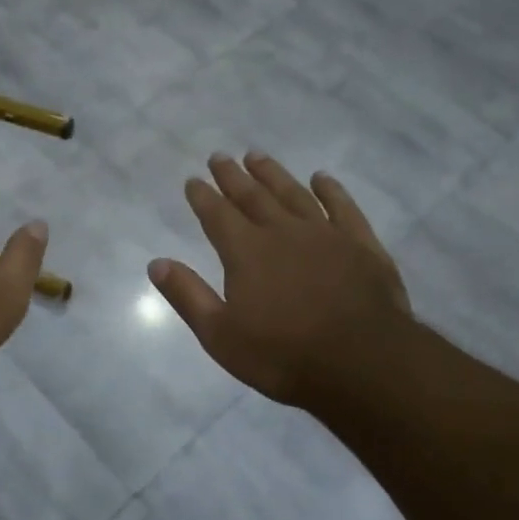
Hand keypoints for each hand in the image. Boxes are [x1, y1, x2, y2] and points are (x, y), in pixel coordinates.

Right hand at [149, 153, 410, 414]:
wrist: (362, 363)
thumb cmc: (283, 355)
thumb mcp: (221, 335)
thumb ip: (188, 296)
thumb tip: (156, 263)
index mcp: (246, 252)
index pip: (217, 215)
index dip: (203, 196)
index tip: (193, 180)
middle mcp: (282, 232)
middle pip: (252, 196)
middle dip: (232, 176)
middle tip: (220, 157)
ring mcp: (325, 234)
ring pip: (293, 193)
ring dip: (273, 174)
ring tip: (257, 156)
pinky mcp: (361, 244)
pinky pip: (343, 207)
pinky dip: (331, 190)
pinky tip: (321, 178)